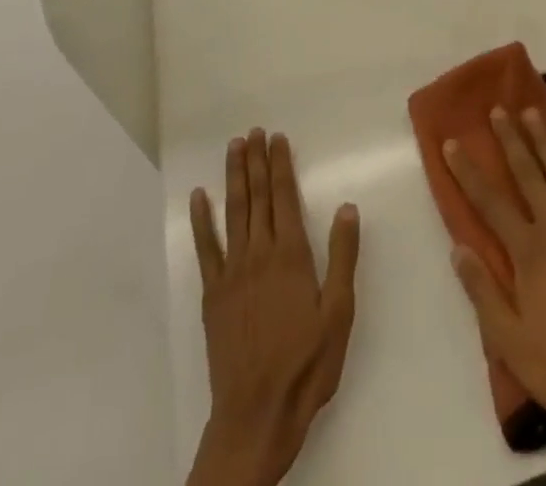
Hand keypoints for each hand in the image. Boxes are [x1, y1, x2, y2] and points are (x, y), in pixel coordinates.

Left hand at [186, 130, 360, 485]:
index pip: (284, 196)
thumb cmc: (306, 365)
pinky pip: (205, 248)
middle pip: (257, 197)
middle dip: (256, 161)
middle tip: (253, 131)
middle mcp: (259, 254)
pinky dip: (201, 220)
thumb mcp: (338, 313)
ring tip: (233, 147)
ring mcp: (232, 273)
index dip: (280, 164)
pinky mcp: (213, 294)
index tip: (277, 137)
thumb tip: (347, 207)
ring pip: (233, 212)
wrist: (256, 415)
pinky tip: (198, 198)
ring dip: (233, 177)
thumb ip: (342, 257)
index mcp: (291, 255)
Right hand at [445, 109, 545, 485]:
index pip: (490, 202)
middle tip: (498, 109)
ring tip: (533, 112)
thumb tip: (457, 247)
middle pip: (529, 176)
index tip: (452, 142)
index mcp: (528, 253)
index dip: (468, 171)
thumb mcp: (510, 341)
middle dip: (510, 140)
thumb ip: (483, 291)